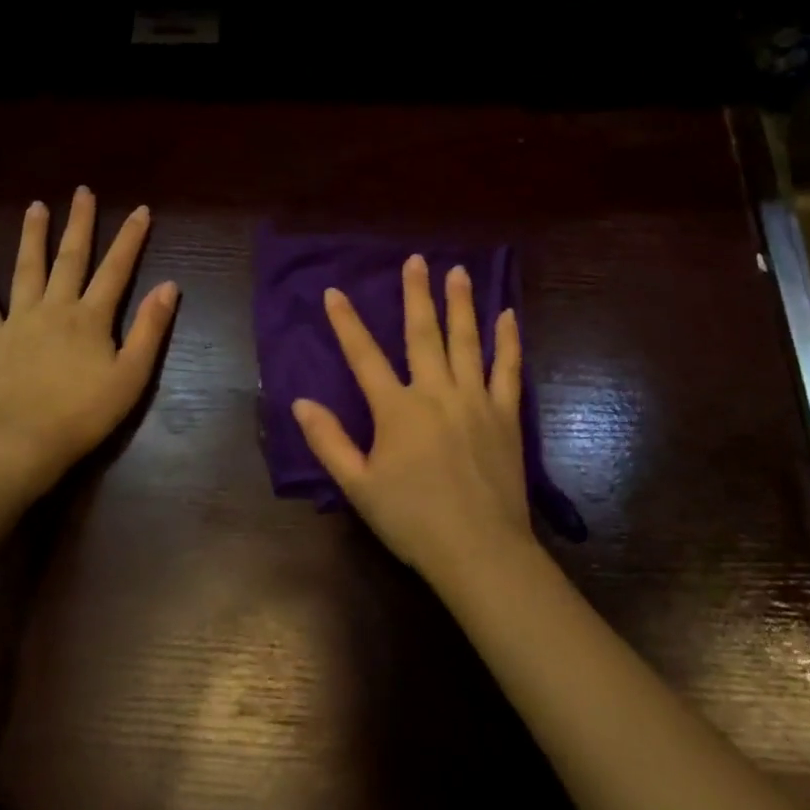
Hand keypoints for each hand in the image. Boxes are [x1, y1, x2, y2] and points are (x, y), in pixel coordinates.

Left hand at [0, 188, 177, 496]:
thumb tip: (169, 285)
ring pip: (26, 269)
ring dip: (32, 236)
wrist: (25, 443)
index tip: (141, 209)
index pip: (116, 268)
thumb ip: (151, 328)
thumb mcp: (132, 374)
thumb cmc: (86, 413)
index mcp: (91, 316)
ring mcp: (19, 321)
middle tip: (82, 191)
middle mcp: (55, 307)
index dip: (130, 238)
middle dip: (79, 223)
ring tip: (35, 206)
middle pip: (70, 258)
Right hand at [292, 254, 537, 588]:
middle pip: (423, 334)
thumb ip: (329, 441)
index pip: (364, 356)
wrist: (479, 550)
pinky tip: (508, 315)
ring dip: (462, 304)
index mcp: (396, 409)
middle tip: (416, 260)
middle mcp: (436, 392)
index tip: (335, 291)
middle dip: (417, 294)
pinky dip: (508, 340)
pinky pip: (508, 369)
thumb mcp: (358, 486)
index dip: (347, 322)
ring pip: (467, 341)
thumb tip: (300, 403)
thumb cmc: (412, 520)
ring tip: (459, 272)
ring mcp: (475, 399)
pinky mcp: (506, 414)